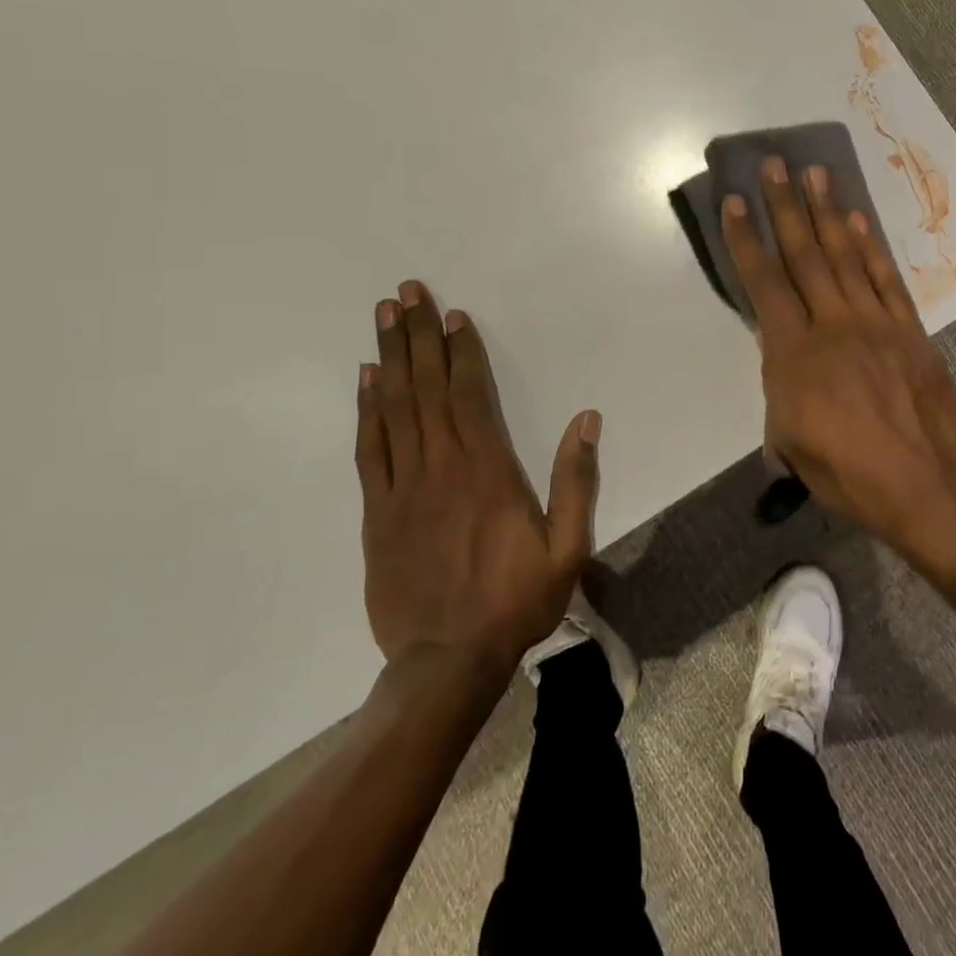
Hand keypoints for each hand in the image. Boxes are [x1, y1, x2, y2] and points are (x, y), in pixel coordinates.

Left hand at [354, 280, 599, 668]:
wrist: (445, 662)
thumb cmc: (513, 601)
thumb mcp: (565, 548)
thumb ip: (576, 481)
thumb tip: (588, 419)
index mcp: (487, 470)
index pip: (470, 395)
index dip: (462, 351)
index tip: (456, 315)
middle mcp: (441, 466)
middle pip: (426, 388)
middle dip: (418, 336)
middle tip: (407, 292)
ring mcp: (402, 487)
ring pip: (394, 408)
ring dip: (390, 358)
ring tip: (384, 317)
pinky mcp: (376, 512)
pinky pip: (369, 448)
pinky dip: (366, 409)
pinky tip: (366, 380)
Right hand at [720, 157, 955, 570]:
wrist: (925, 485)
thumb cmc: (846, 472)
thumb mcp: (788, 437)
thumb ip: (780, 385)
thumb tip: (783, 356)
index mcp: (794, 353)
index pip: (763, 283)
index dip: (745, 239)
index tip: (734, 201)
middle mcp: (832, 324)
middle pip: (803, 254)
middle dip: (784, 206)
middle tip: (774, 164)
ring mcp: (875, 322)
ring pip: (845, 255)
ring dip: (827, 212)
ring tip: (815, 174)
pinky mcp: (909, 329)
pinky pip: (885, 277)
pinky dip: (871, 246)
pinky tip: (858, 220)